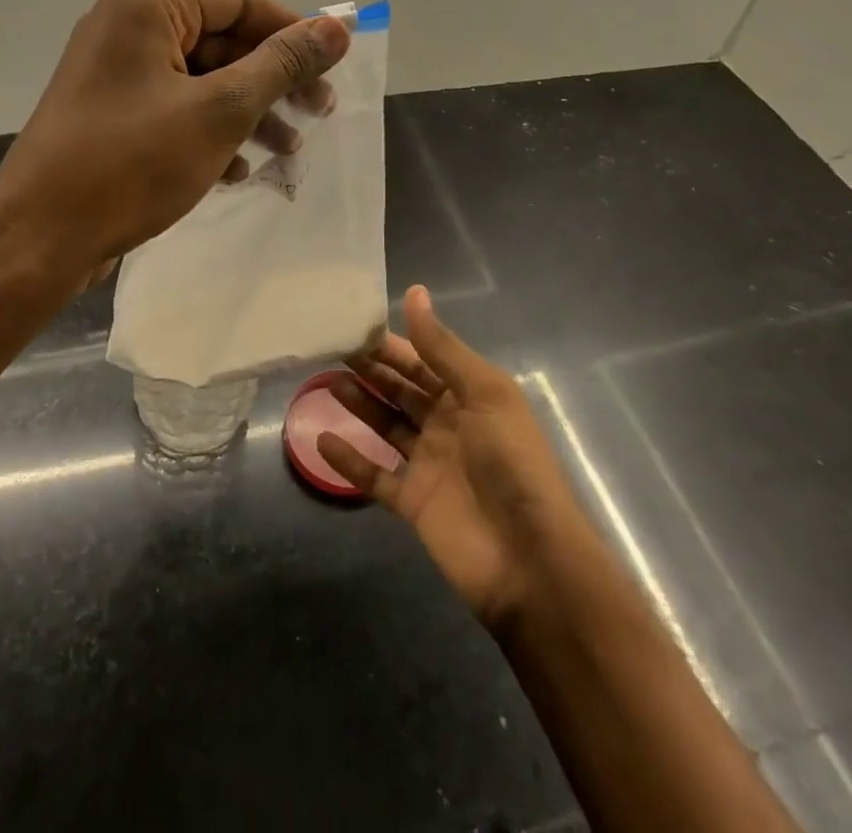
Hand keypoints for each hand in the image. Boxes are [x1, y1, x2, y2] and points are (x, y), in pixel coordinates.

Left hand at [0, 0, 350, 274]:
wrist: (40, 238)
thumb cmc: (132, 164)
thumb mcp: (220, 111)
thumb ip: (281, 64)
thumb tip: (337, 26)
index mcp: (147, 4)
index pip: (240, 0)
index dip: (292, 31)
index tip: (333, 70)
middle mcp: (125, 24)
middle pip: (221, 39)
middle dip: (272, 80)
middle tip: (319, 115)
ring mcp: (114, 70)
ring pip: (201, 78)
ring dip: (248, 112)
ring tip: (288, 151)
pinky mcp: (110, 112)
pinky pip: (174, 106)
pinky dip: (210, 131)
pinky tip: (237, 169)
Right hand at [318, 287, 584, 631]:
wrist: (530, 561)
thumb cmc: (512, 463)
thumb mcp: (484, 393)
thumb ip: (442, 347)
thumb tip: (414, 292)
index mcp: (469, 396)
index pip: (423, 359)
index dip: (391, 342)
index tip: (353, 322)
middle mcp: (448, 424)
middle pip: (401, 389)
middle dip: (370, 368)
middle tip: (330, 347)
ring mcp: (428, 464)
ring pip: (385, 425)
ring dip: (358, 404)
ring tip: (325, 382)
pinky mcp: (412, 502)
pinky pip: (374, 475)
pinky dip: (349, 460)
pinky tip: (321, 440)